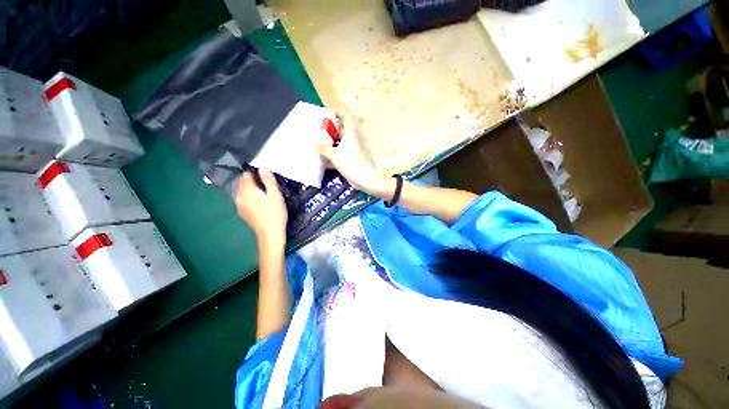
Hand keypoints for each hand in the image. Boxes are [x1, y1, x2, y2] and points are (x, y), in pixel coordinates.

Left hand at [235, 171, 287, 247]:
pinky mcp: (242, 213)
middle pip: (241, 182)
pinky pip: (242, 200)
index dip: (255, 172)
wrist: (270, 233)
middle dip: (251, 180)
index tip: (265, 176)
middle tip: (265, 183)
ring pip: (241, 191)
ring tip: (262, 192)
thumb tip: (262, 168)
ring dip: (249, 189)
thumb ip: (268, 180)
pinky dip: (248, 197)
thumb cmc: (275, 212)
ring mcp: (239, 205)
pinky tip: (258, 202)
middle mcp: (239, 196)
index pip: (245, 175)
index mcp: (247, 190)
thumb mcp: (275, 194)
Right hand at [317, 117, 393, 197]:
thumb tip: (312, 142)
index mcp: (350, 134)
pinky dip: (331, 155)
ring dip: (328, 144)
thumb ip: (323, 148)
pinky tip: (321, 160)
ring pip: (338, 143)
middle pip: (339, 131)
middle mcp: (350, 140)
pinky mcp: (349, 159)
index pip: (345, 118)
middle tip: (316, 131)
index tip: (326, 113)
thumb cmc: (350, 163)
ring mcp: (350, 150)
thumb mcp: (334, 155)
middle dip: (328, 131)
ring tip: (315, 144)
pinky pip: (338, 154)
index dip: (337, 113)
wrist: (363, 178)